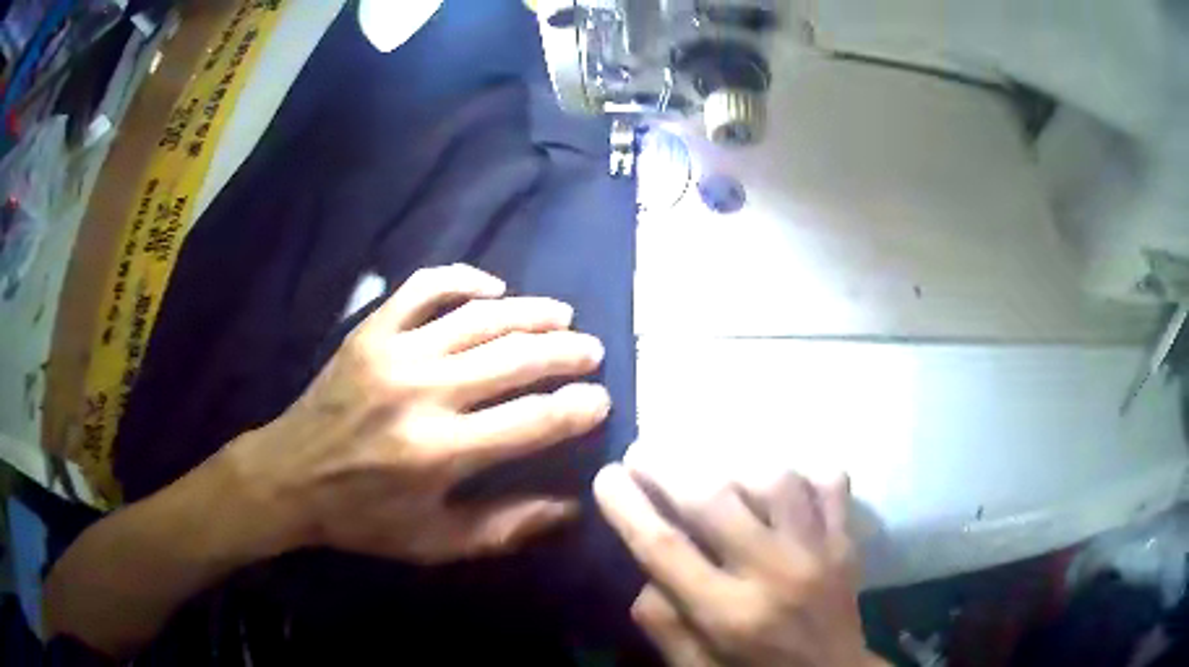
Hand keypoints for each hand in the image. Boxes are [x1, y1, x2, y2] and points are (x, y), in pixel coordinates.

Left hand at [229, 264, 610, 562]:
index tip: (602, 401)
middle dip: (566, 352)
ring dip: (530, 312)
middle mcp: (422, 393)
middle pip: (514, 357)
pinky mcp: (370, 331)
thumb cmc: (363, 518)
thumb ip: (506, 528)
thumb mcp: (435, 542)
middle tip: (592, 352)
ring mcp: (393, 352)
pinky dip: (464, 279)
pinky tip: (493, 288)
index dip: (578, 409)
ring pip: (479, 317)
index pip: (532, 421)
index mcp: (439, 452)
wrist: (289, 477)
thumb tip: (572, 507)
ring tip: (562, 316)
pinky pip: (424, 286)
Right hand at [595, 465, 885, 666]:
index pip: (665, 547)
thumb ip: (663, 622)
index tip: (606, 475)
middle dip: (668, 467)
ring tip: (714, 471)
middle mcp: (774, 574)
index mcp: (728, 614)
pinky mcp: (846, 541)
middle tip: (643, 450)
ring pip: (775, 480)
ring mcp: (819, 551)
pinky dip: (803, 472)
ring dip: (735, 468)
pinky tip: (783, 482)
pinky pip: (830, 483)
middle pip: (715, 500)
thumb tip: (647, 567)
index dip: (628, 506)